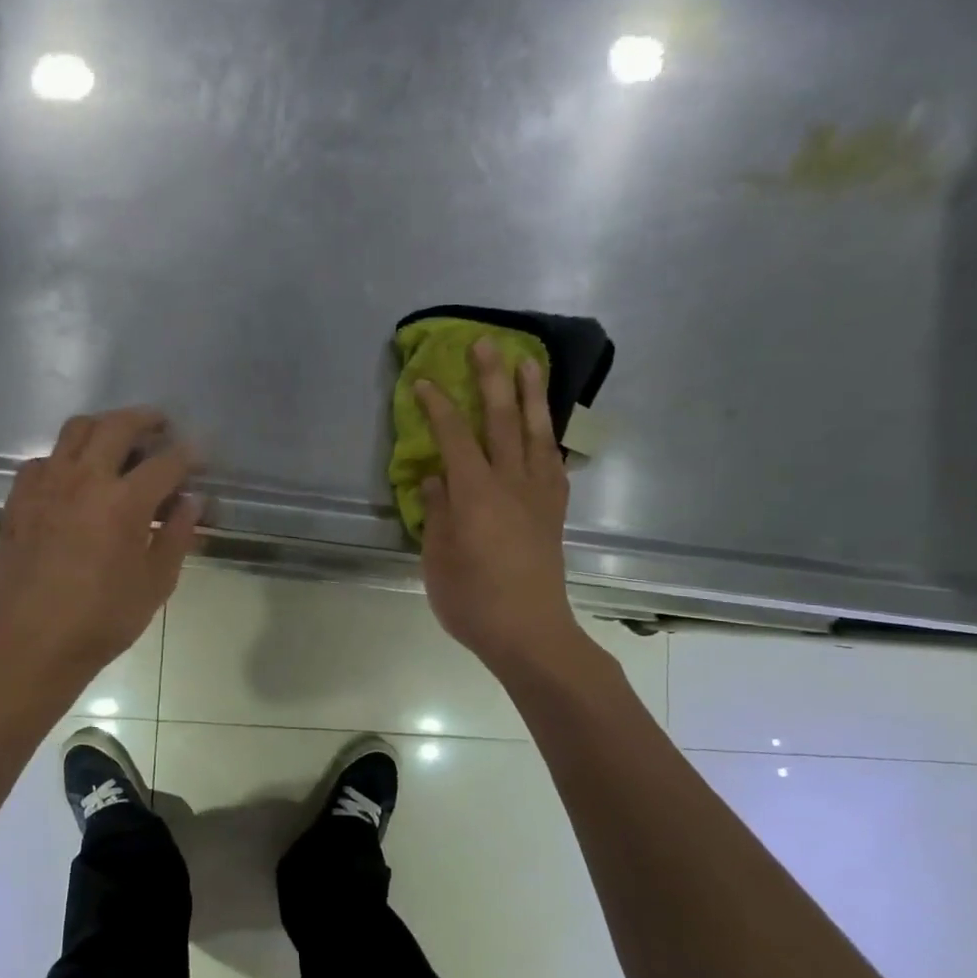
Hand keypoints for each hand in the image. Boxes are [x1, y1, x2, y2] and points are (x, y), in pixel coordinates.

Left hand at [0, 407, 201, 685]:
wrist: (33, 643)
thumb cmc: (102, 619)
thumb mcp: (155, 583)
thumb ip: (178, 535)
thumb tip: (192, 501)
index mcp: (123, 502)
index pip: (166, 462)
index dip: (188, 454)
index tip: (199, 455)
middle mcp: (84, 480)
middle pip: (117, 426)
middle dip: (145, 419)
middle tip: (160, 426)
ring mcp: (46, 485)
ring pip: (75, 430)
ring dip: (103, 426)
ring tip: (117, 439)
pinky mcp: (19, 499)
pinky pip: (43, 460)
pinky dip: (64, 458)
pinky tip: (72, 477)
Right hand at [416, 341, 585, 676]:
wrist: (531, 633)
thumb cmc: (473, 601)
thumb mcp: (439, 558)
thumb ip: (438, 510)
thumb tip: (436, 475)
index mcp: (476, 494)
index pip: (454, 436)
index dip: (437, 405)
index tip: (422, 380)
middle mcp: (512, 483)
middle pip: (502, 420)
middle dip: (492, 379)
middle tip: (486, 344)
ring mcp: (539, 494)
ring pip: (536, 432)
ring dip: (531, 394)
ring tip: (528, 362)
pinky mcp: (554, 510)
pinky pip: (553, 460)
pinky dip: (548, 435)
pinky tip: (545, 425)